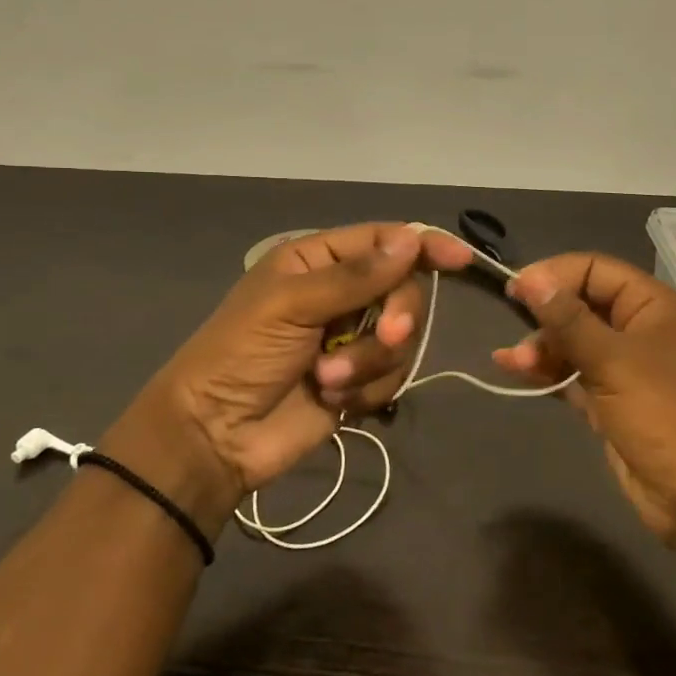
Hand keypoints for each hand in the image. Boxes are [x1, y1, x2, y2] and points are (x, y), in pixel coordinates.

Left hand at [102, 223, 474, 535]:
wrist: (215, 435)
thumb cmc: (241, 354)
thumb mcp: (291, 304)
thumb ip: (355, 276)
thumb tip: (412, 240)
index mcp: (318, 261)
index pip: (383, 241)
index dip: (423, 246)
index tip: (460, 259)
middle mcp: (341, 294)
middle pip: (403, 290)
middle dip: (395, 317)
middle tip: (385, 336)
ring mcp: (351, 339)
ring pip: (402, 339)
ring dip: (370, 362)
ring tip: (328, 380)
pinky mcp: (358, 381)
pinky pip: (392, 377)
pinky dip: (368, 391)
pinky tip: (334, 401)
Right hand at [492, 253, 675, 552]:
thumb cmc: (665, 415)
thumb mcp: (614, 362)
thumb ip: (569, 320)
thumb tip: (530, 278)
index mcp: (652, 306)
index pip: (595, 270)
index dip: (554, 275)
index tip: (514, 289)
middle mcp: (638, 329)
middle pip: (581, 304)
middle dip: (545, 316)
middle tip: (516, 335)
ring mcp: (625, 367)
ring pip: (573, 341)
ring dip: (541, 347)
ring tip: (513, 363)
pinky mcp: (610, 401)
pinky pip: (572, 374)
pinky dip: (547, 371)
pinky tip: (516, 371)